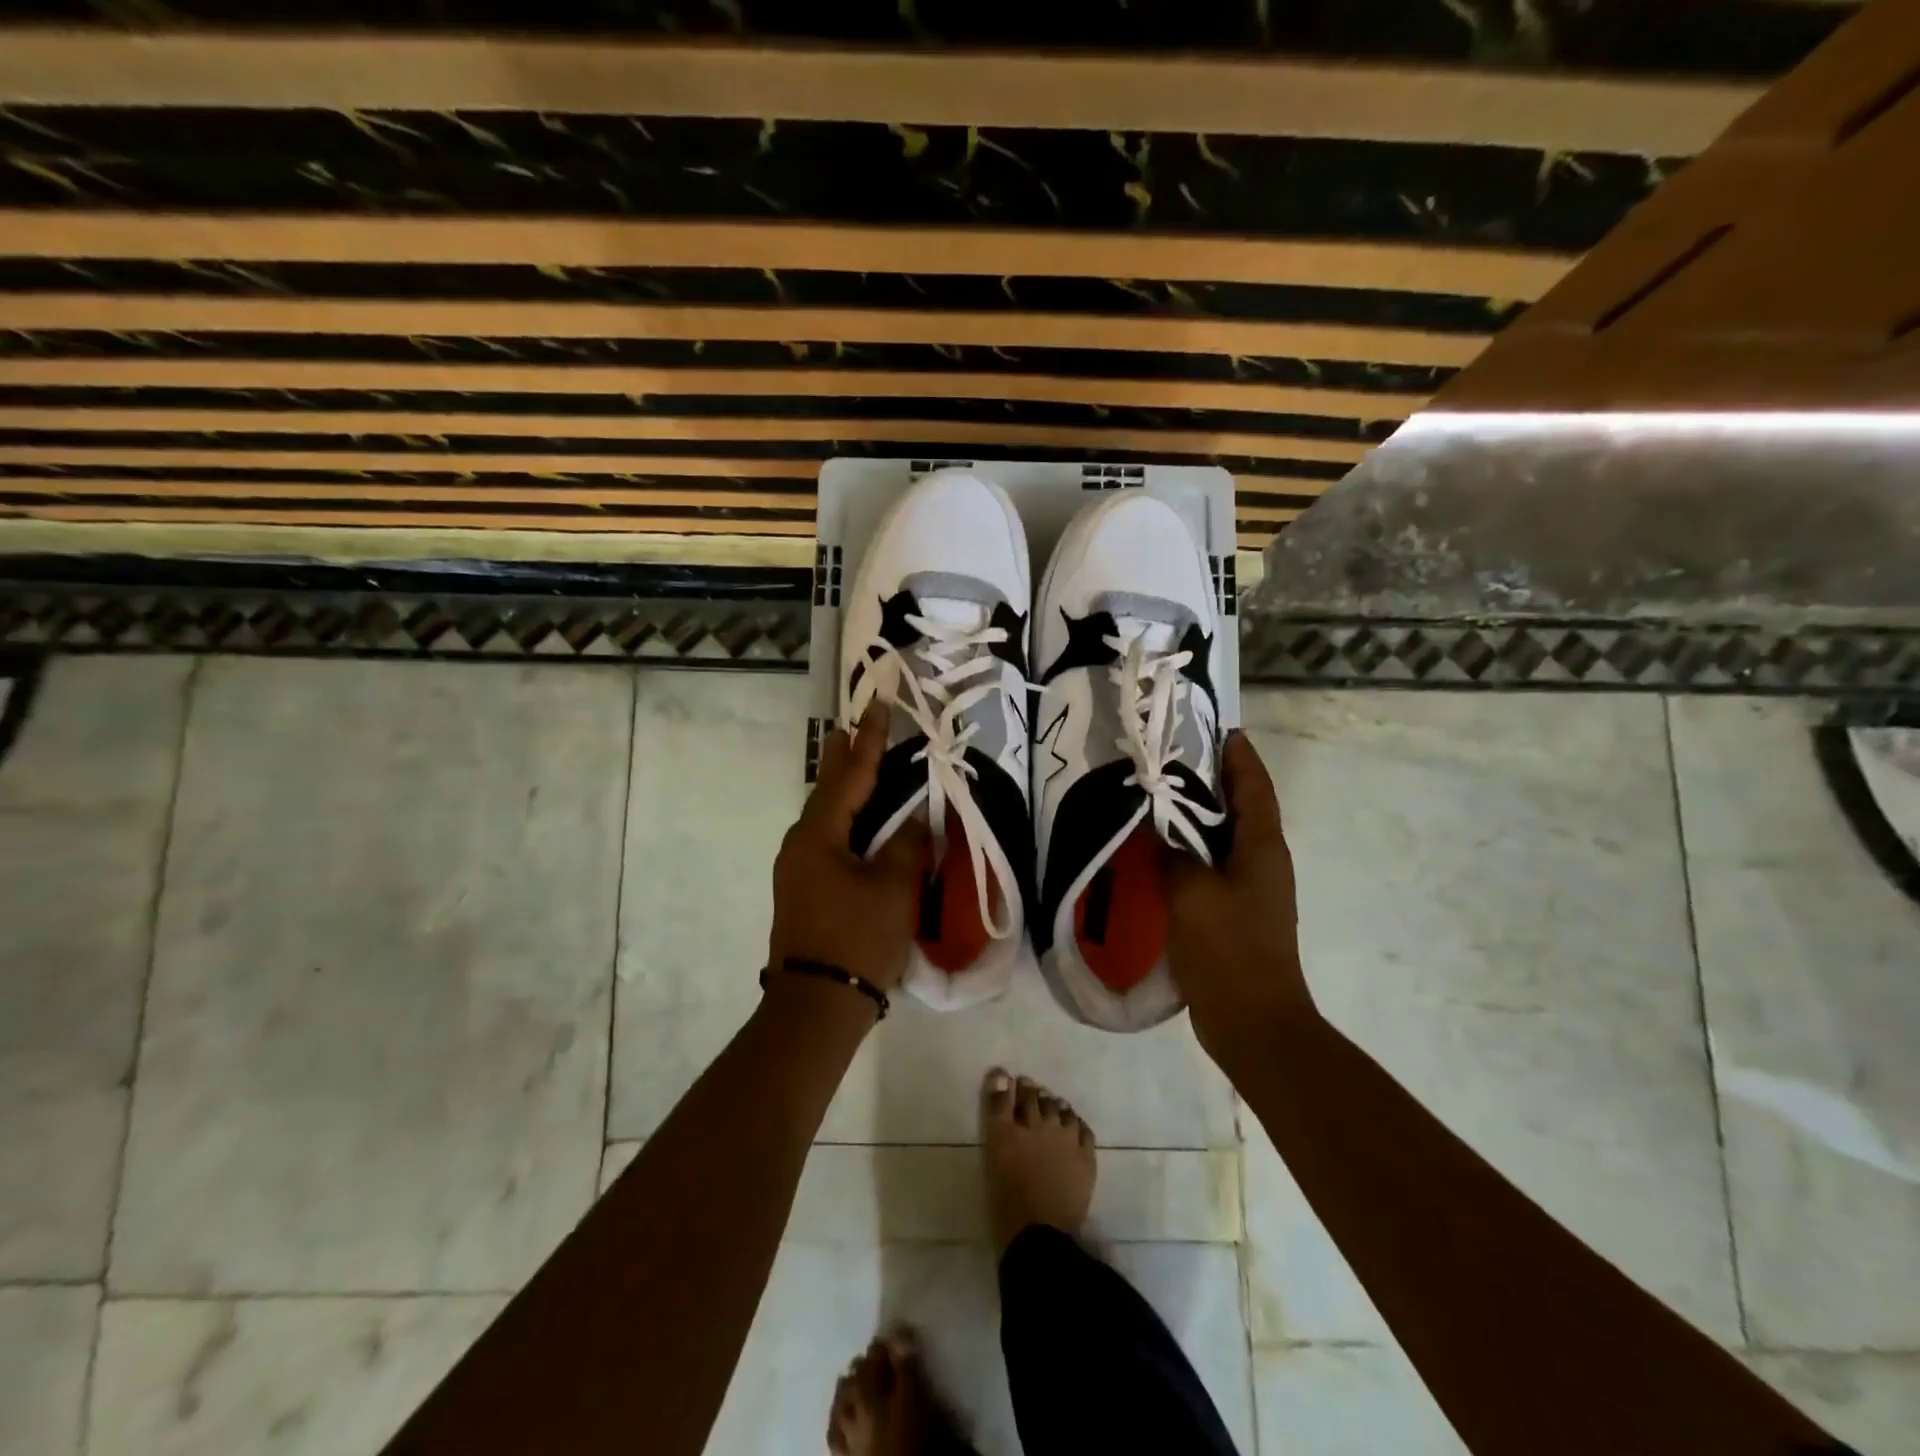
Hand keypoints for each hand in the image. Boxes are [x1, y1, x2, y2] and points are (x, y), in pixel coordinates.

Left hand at [768, 704, 927, 994]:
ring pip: (828, 817)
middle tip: (857, 725)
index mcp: (818, 835)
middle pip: (830, 791)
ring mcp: (798, 868)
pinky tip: (861, 822)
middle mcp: (801, 844)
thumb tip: (917, 820)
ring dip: (847, 790)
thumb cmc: (856, 939)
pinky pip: (829, 840)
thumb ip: (907, 845)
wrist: (815, 1006)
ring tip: (861, 763)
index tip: (876, 705)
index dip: (869, 740)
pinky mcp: (804, 890)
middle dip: (847, 758)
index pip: (850, 775)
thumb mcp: (893, 889)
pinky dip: (848, 821)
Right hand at [1167, 731, 1314, 1061]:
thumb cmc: (1228, 949)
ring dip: (1199, 817)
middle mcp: (1263, 863)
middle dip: (1215, 780)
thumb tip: (1156, 831)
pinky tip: (1158, 854)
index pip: (1255, 787)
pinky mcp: (1234, 915)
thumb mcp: (1192, 893)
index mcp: (1262, 848)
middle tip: (1174, 759)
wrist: (1253, 1022)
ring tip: (1159, 799)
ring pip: (1224, 840)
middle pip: (1242, 809)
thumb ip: (1172, 855)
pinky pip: (1211, 869)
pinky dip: (1190, 852)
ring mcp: (1251, 891)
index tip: (1220, 729)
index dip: (1240, 756)